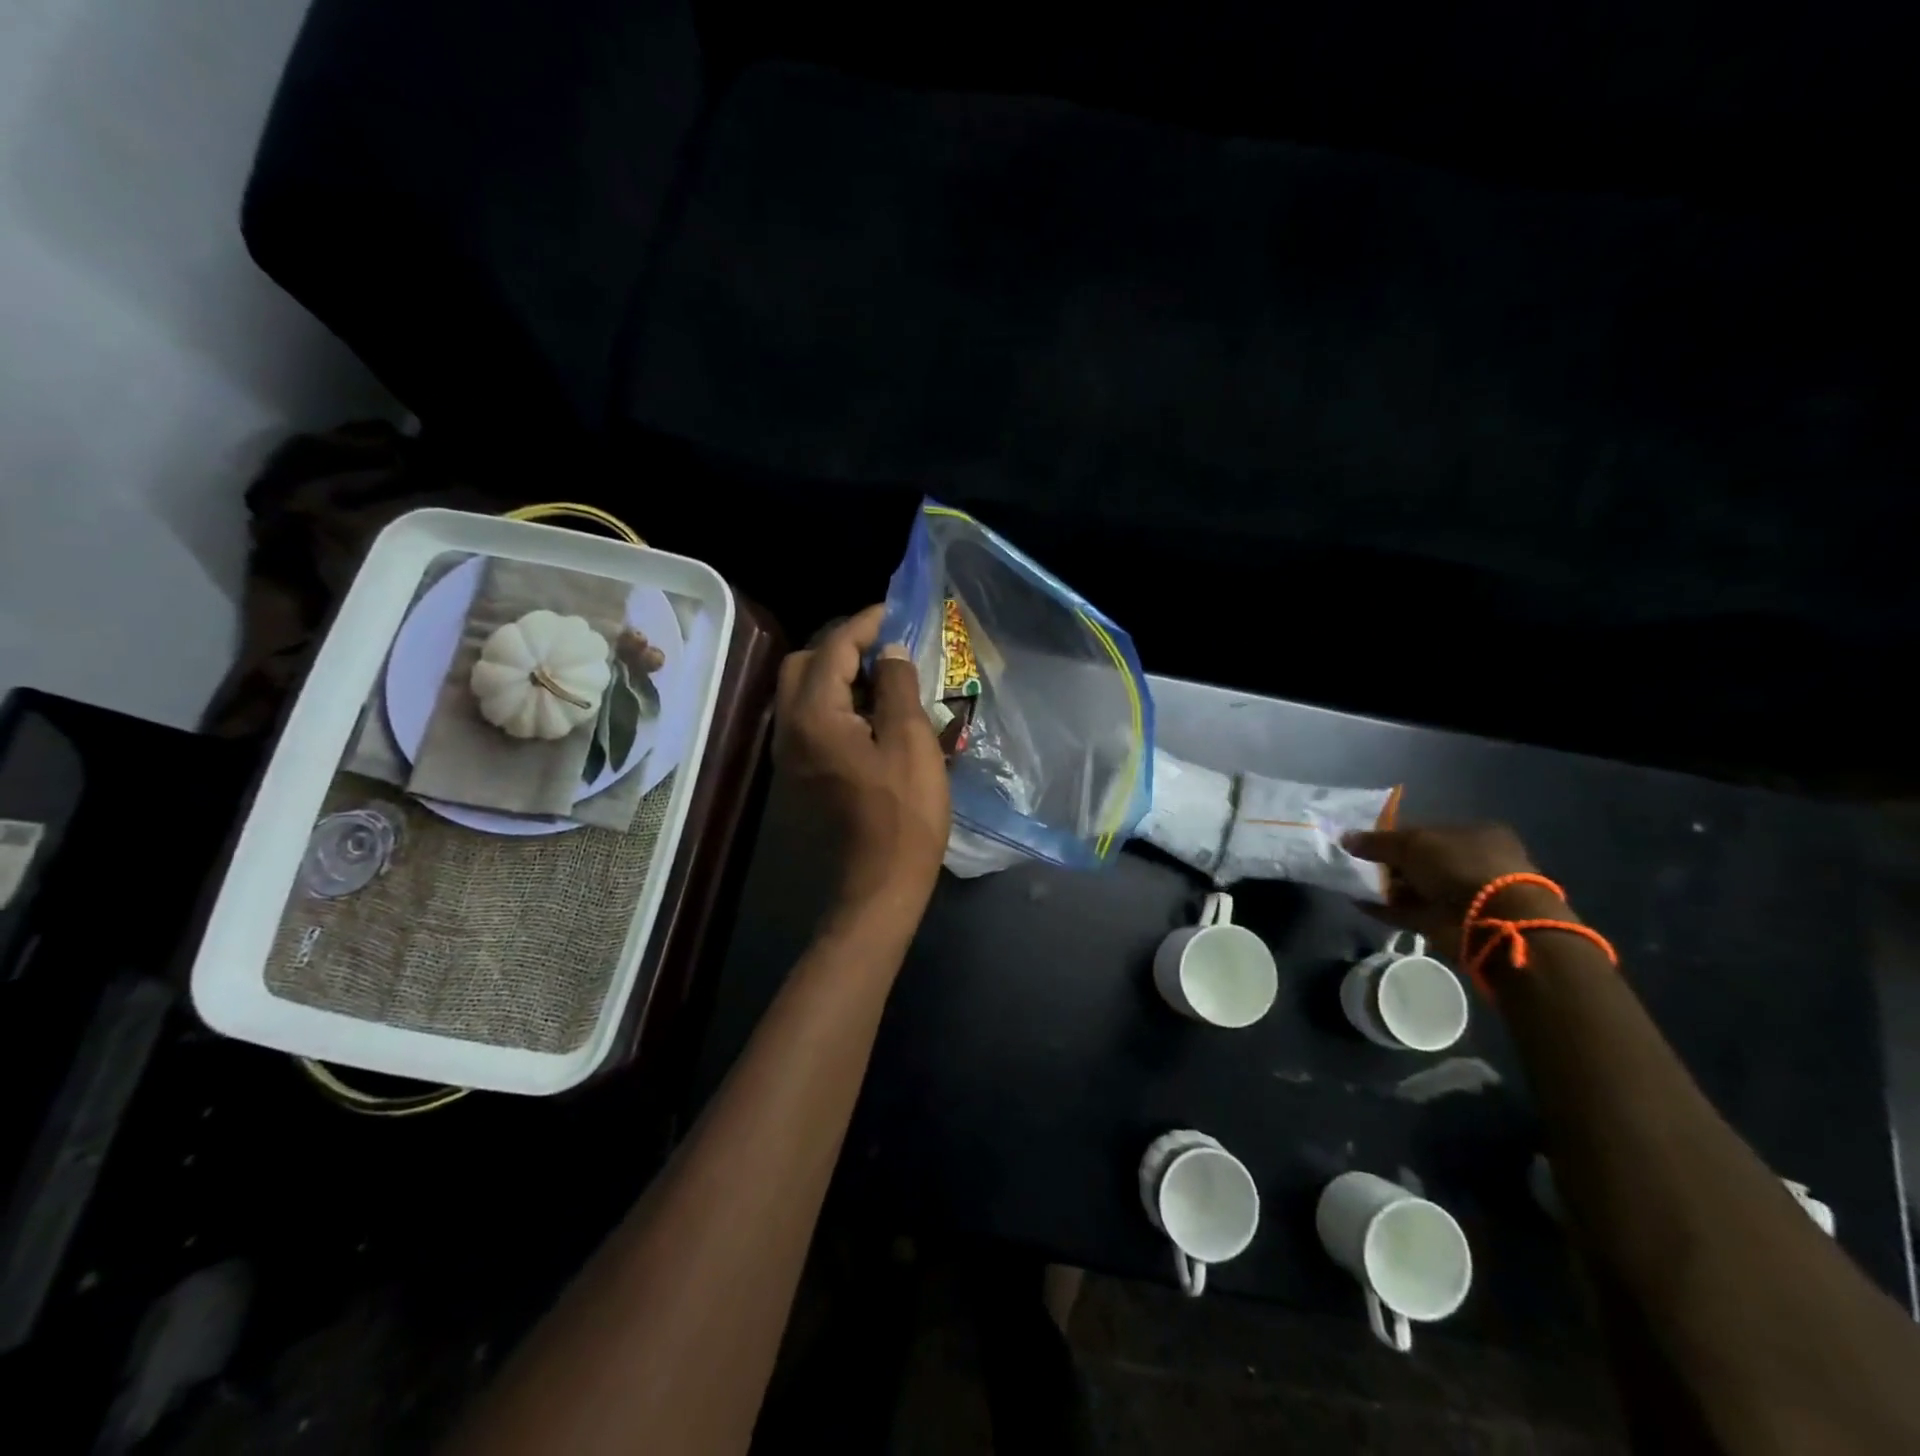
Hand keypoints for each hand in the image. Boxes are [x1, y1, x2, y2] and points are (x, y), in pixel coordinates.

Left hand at [775, 605, 950, 930]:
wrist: (878, 884)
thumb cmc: (903, 813)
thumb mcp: (910, 741)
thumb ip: (897, 686)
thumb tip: (890, 651)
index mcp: (814, 714)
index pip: (834, 648)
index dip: (865, 624)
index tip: (895, 612)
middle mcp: (789, 727)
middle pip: (806, 665)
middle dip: (843, 647)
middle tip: (886, 648)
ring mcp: (789, 753)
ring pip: (804, 693)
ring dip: (838, 675)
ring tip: (884, 678)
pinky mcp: (800, 772)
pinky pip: (810, 719)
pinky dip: (835, 703)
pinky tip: (872, 714)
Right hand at [1342, 823, 1567, 952]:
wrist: (1493, 920)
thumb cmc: (1458, 866)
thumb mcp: (1412, 843)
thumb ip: (1377, 841)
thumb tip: (1345, 838)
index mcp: (1474, 834)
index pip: (1428, 831)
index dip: (1396, 836)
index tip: (1367, 842)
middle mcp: (1473, 863)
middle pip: (1420, 861)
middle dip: (1389, 863)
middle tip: (1357, 863)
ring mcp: (1463, 895)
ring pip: (1415, 888)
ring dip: (1386, 887)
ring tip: (1352, 882)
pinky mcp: (1450, 923)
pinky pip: (1410, 912)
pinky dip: (1386, 908)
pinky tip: (1360, 903)